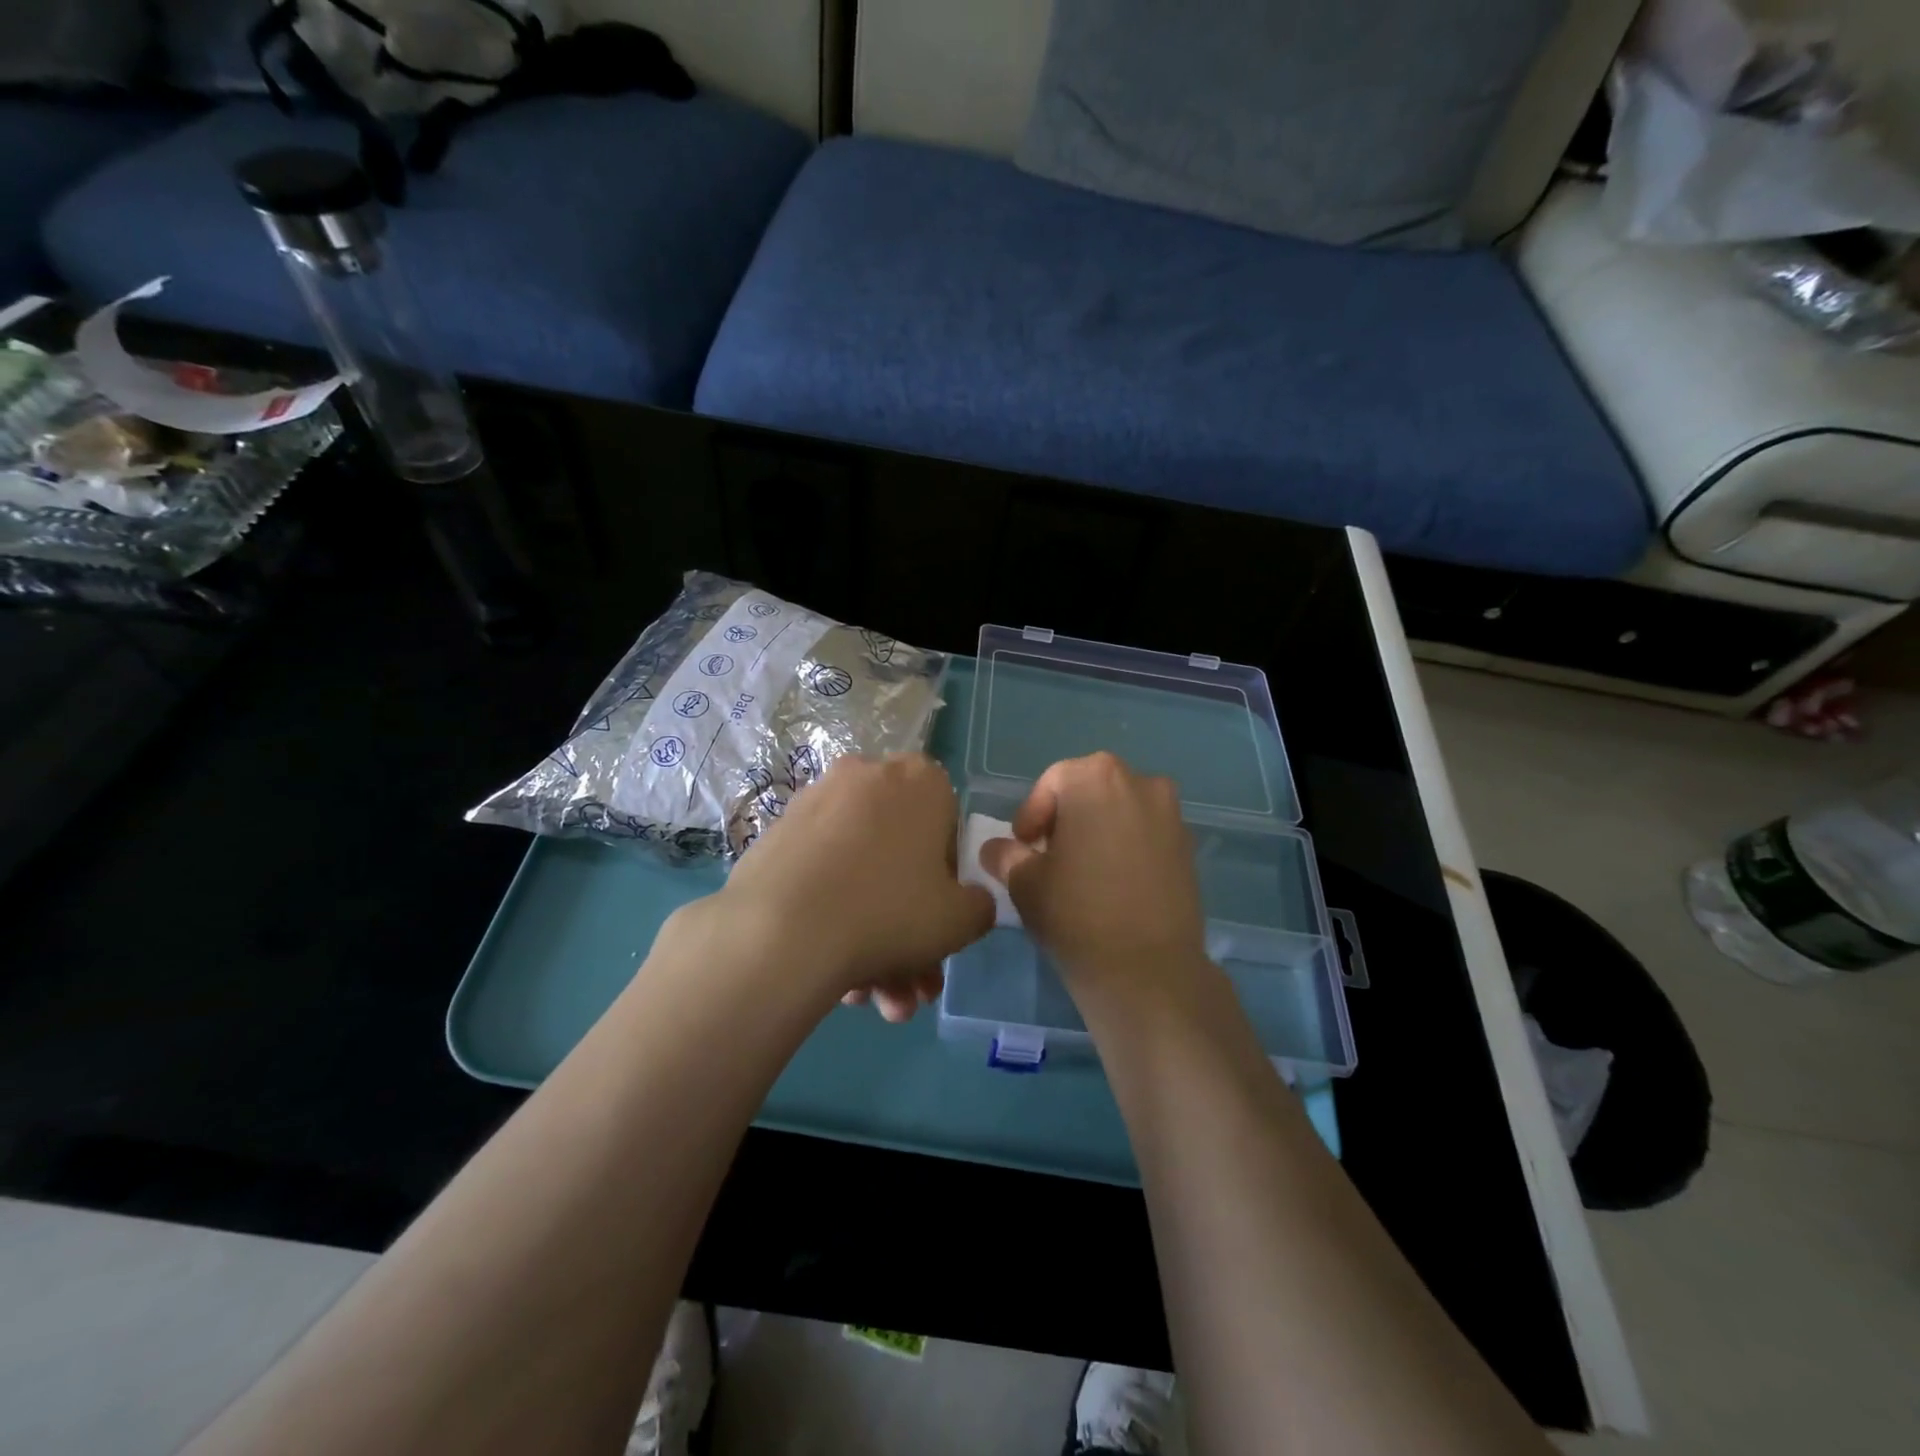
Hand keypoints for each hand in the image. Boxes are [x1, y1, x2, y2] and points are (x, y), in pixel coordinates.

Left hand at [699, 753, 994, 1020]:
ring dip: (873, 939)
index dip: (948, 880)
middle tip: (909, 985)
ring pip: (859, 874)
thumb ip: (979, 905)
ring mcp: (815, 803)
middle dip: (909, 929)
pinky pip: (821, 876)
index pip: (949, 828)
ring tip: (870, 1000)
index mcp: (921, 780)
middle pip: (899, 858)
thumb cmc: (890, 912)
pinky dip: (832, 919)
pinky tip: (834, 977)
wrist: (782, 933)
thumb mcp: (962, 919)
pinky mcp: (776, 835)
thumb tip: (967, 902)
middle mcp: (867, 776)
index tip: (938, 919)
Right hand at [979, 752, 1208, 1009]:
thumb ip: (1006, 855)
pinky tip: (1115, 885)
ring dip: (1099, 831)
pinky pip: (1146, 835)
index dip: (1031, 816)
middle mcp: (1140, 782)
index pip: (1052, 783)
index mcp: (1096, 777)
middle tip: (1049, 858)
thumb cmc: (1076, 914)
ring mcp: (1171, 814)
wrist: (1148, 971)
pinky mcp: (1189, 847)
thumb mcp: (1023, 882)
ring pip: (1121, 811)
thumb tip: (997, 849)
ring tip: (1084, 872)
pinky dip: (1127, 848)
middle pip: (1090, 791)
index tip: (1023, 849)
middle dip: (1066, 819)